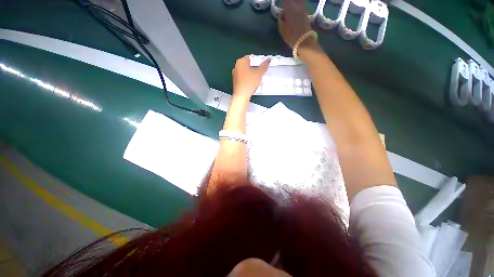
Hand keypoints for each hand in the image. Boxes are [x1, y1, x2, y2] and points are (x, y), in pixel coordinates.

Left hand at [232, 55, 269, 99]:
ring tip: (256, 78)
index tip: (261, 64)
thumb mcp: (259, 73)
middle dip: (254, 67)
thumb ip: (264, 66)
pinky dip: (247, 79)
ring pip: (245, 71)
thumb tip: (268, 60)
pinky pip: (243, 78)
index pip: (250, 57)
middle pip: (247, 64)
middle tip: (260, 72)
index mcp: (241, 61)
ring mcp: (235, 74)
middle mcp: (236, 67)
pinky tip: (252, 83)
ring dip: (251, 74)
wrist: (242, 95)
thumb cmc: (248, 83)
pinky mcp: (235, 82)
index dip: (257, 60)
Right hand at [278, 0, 311, 47]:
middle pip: (292, 1)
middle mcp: (297, 6)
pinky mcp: (306, 14)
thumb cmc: (291, 36)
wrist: (304, 40)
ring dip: (294, 4)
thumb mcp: (282, 30)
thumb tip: (281, 14)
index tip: (281, 4)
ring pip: (298, 2)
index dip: (283, 2)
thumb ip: (280, 20)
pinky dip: (298, 7)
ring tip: (290, 9)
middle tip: (286, 7)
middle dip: (288, 3)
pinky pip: (301, 6)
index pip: (286, 0)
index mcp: (290, 8)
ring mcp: (303, 9)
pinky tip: (295, 12)